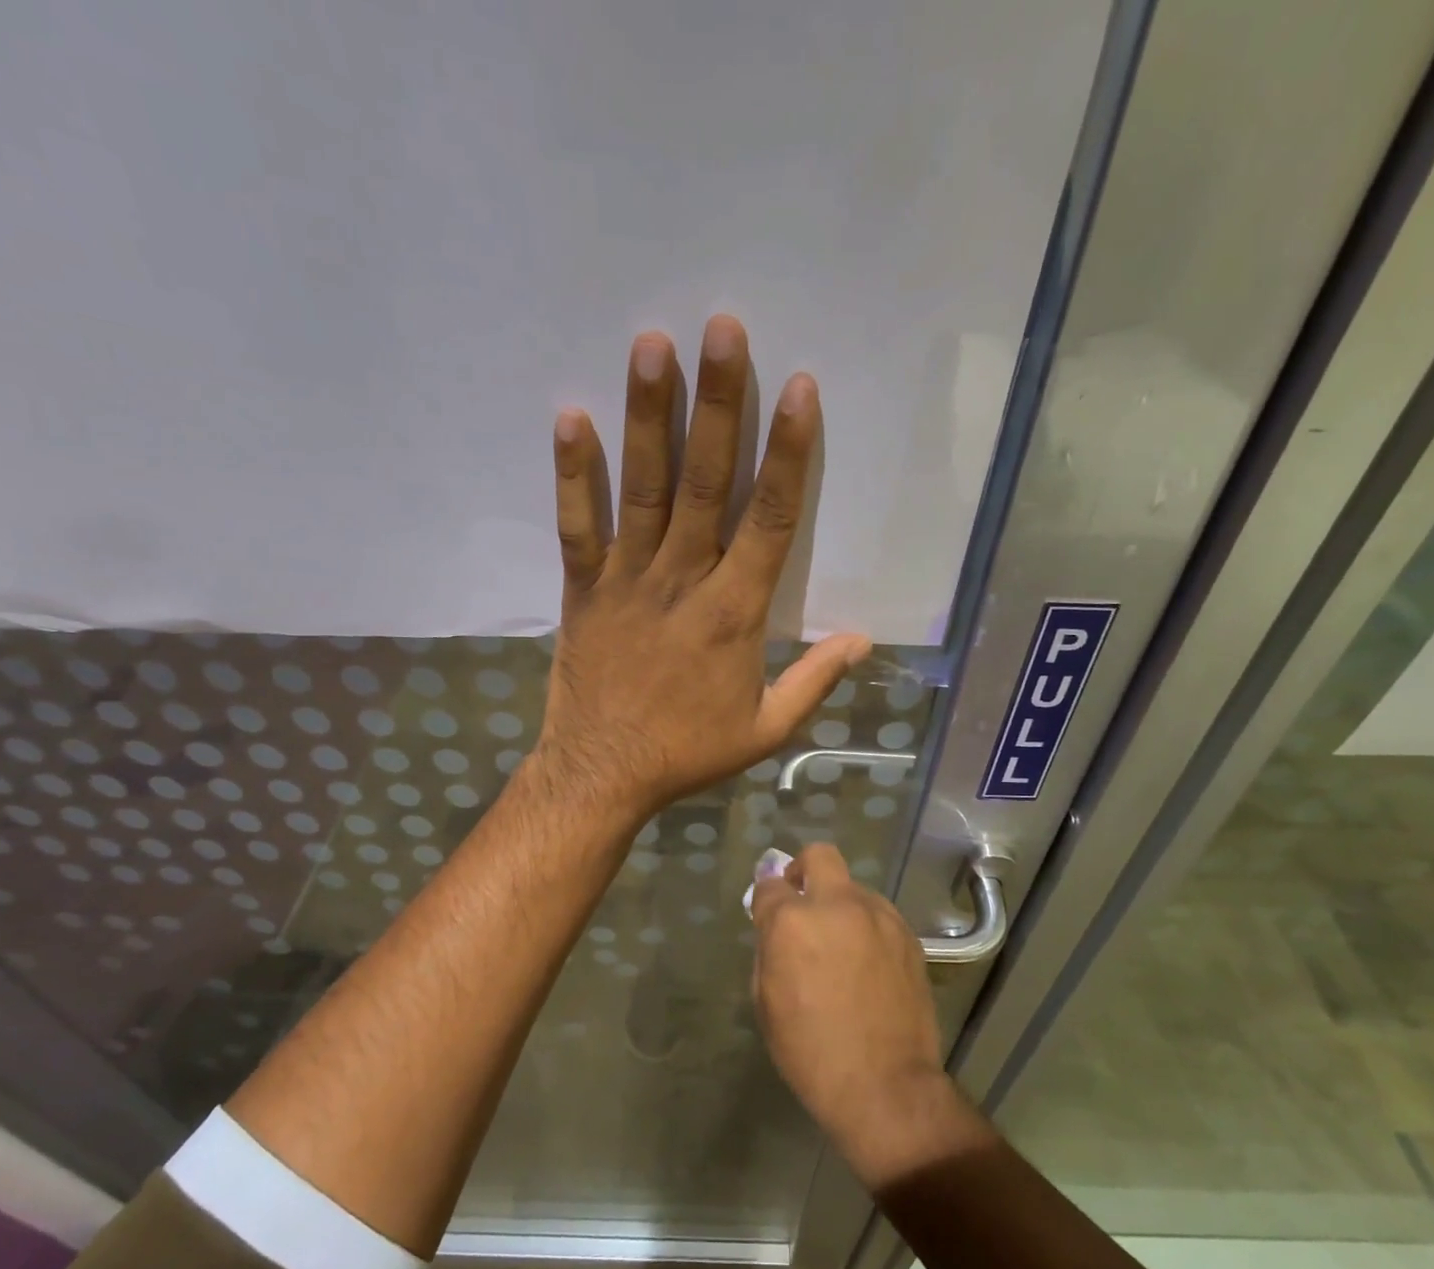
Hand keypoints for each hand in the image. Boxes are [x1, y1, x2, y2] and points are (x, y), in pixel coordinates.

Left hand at [534, 316, 869, 824]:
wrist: (604, 774)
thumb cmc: (688, 752)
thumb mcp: (766, 730)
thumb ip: (814, 680)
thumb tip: (862, 639)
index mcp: (737, 614)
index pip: (771, 520)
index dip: (787, 454)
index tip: (799, 388)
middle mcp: (684, 582)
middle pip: (706, 484)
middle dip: (718, 405)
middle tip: (723, 328)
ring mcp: (628, 581)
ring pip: (644, 490)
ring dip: (649, 417)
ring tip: (653, 346)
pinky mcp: (583, 590)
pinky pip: (578, 526)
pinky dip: (573, 475)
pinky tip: (571, 417)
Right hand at [751, 844, 987, 1186]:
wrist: (884, 1084)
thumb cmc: (810, 1051)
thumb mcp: (766, 1002)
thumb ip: (769, 950)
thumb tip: (776, 929)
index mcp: (792, 922)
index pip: (770, 884)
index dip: (765, 899)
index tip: (766, 915)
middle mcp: (837, 906)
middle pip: (819, 856)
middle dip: (803, 870)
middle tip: (802, 902)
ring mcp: (879, 916)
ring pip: (853, 887)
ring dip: (839, 904)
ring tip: (841, 944)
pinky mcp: (908, 935)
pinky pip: (879, 914)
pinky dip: (866, 926)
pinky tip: (867, 961)